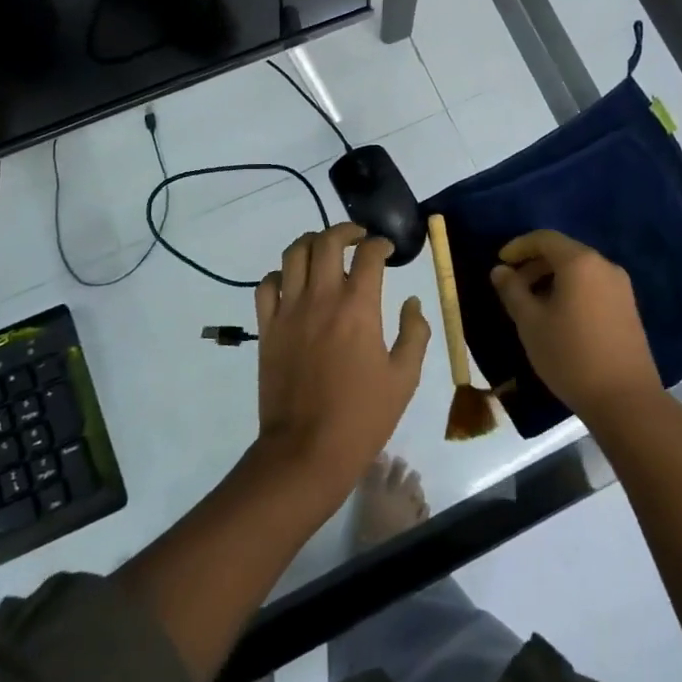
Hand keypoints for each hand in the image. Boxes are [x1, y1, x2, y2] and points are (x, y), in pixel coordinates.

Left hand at [254, 223, 431, 499]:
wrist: (306, 451)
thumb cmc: (362, 416)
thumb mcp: (404, 378)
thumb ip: (414, 333)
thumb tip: (412, 303)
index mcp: (359, 307)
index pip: (368, 254)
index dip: (380, 244)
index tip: (387, 250)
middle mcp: (322, 298)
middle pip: (327, 242)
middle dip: (345, 231)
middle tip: (358, 238)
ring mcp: (289, 311)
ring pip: (293, 254)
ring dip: (311, 242)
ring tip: (324, 249)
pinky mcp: (267, 328)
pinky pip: (267, 285)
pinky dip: (280, 274)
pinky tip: (293, 283)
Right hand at [489, 230, 662, 429]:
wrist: (625, 399)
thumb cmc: (570, 355)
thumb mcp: (530, 322)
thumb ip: (512, 290)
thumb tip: (500, 270)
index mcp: (580, 263)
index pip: (544, 238)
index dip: (518, 246)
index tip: (500, 263)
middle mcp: (604, 266)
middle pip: (563, 252)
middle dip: (534, 264)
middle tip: (512, 287)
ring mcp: (621, 287)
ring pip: (579, 270)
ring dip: (552, 278)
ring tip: (532, 305)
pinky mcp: (628, 307)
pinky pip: (593, 285)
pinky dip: (571, 290)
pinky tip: (559, 317)